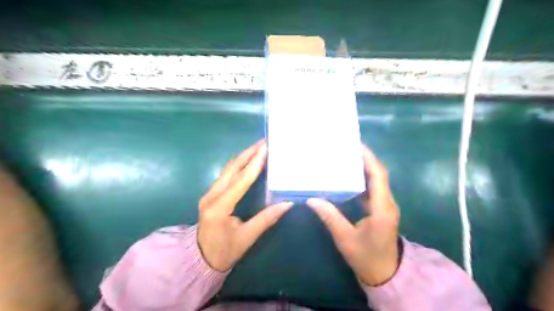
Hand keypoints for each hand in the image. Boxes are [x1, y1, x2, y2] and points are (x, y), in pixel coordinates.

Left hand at [200, 141, 294, 271]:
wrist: (200, 259)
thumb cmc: (224, 251)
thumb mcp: (247, 238)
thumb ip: (266, 219)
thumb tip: (287, 204)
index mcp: (219, 207)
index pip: (240, 181)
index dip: (254, 164)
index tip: (265, 149)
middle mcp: (211, 196)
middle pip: (231, 169)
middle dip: (248, 153)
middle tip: (263, 142)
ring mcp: (209, 194)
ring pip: (227, 169)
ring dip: (243, 157)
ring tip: (258, 147)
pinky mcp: (211, 194)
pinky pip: (226, 174)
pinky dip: (238, 165)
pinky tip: (248, 160)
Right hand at [305, 146, 400, 286]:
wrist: (385, 274)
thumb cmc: (366, 257)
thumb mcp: (345, 238)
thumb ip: (330, 217)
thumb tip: (312, 200)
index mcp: (382, 209)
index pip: (379, 176)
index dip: (369, 159)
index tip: (355, 145)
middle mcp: (387, 203)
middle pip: (379, 174)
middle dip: (365, 159)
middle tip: (346, 149)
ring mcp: (386, 206)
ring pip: (377, 181)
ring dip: (364, 168)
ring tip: (346, 158)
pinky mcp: (381, 209)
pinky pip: (373, 189)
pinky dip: (363, 180)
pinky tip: (349, 178)